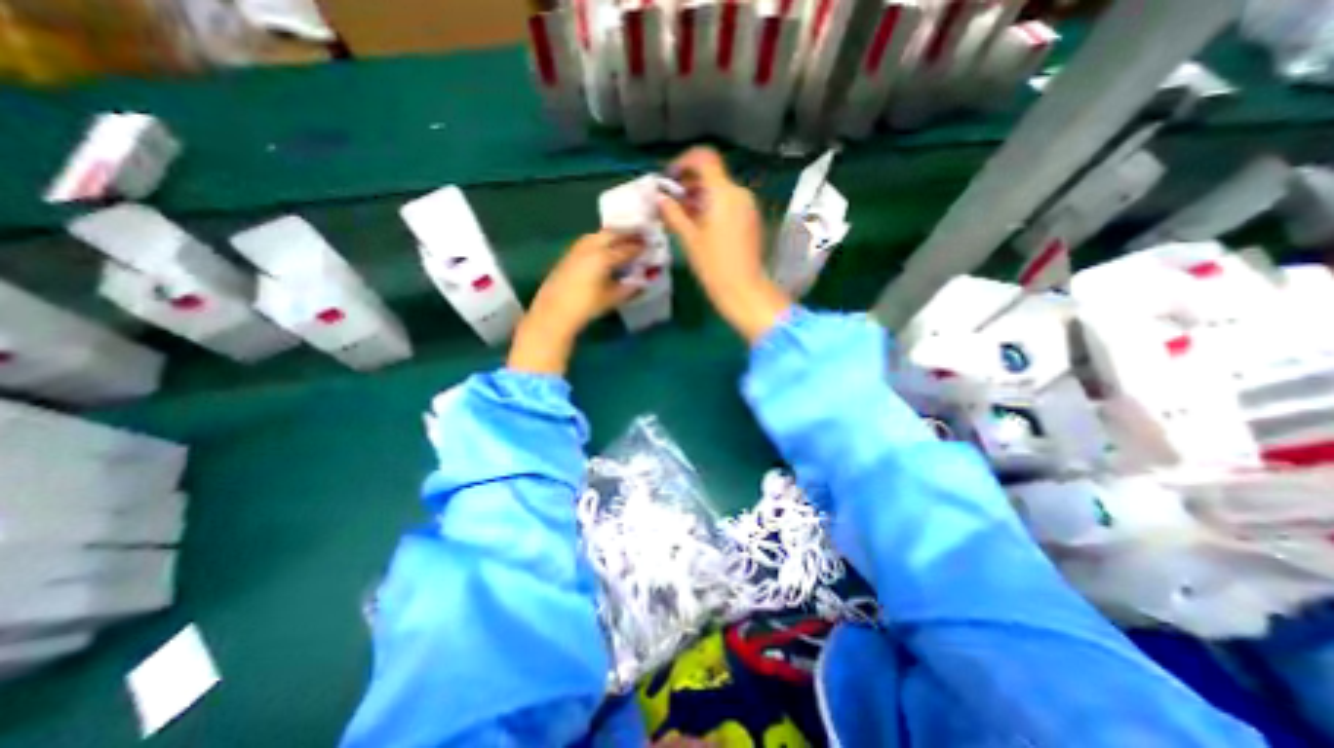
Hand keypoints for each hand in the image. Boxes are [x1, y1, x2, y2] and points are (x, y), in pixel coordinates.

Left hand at [509, 231, 644, 375]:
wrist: (554, 312)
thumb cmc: (585, 307)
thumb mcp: (611, 299)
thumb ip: (628, 288)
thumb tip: (641, 282)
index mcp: (603, 257)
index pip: (625, 249)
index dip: (638, 247)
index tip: (649, 245)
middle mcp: (590, 248)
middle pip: (610, 235)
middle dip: (625, 234)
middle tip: (637, 236)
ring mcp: (576, 250)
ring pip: (597, 236)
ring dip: (611, 236)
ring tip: (621, 240)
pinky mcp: (568, 256)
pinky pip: (587, 241)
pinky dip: (599, 241)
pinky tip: (602, 249)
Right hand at [655, 145, 790, 343]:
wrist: (744, 290)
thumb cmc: (714, 266)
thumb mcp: (689, 239)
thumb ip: (673, 213)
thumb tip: (659, 198)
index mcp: (724, 193)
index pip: (704, 157)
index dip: (684, 161)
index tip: (670, 178)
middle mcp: (740, 193)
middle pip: (712, 174)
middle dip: (690, 183)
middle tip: (672, 203)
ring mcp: (749, 206)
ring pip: (721, 189)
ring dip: (700, 196)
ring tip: (684, 217)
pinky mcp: (752, 219)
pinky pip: (730, 203)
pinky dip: (713, 206)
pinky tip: (701, 226)